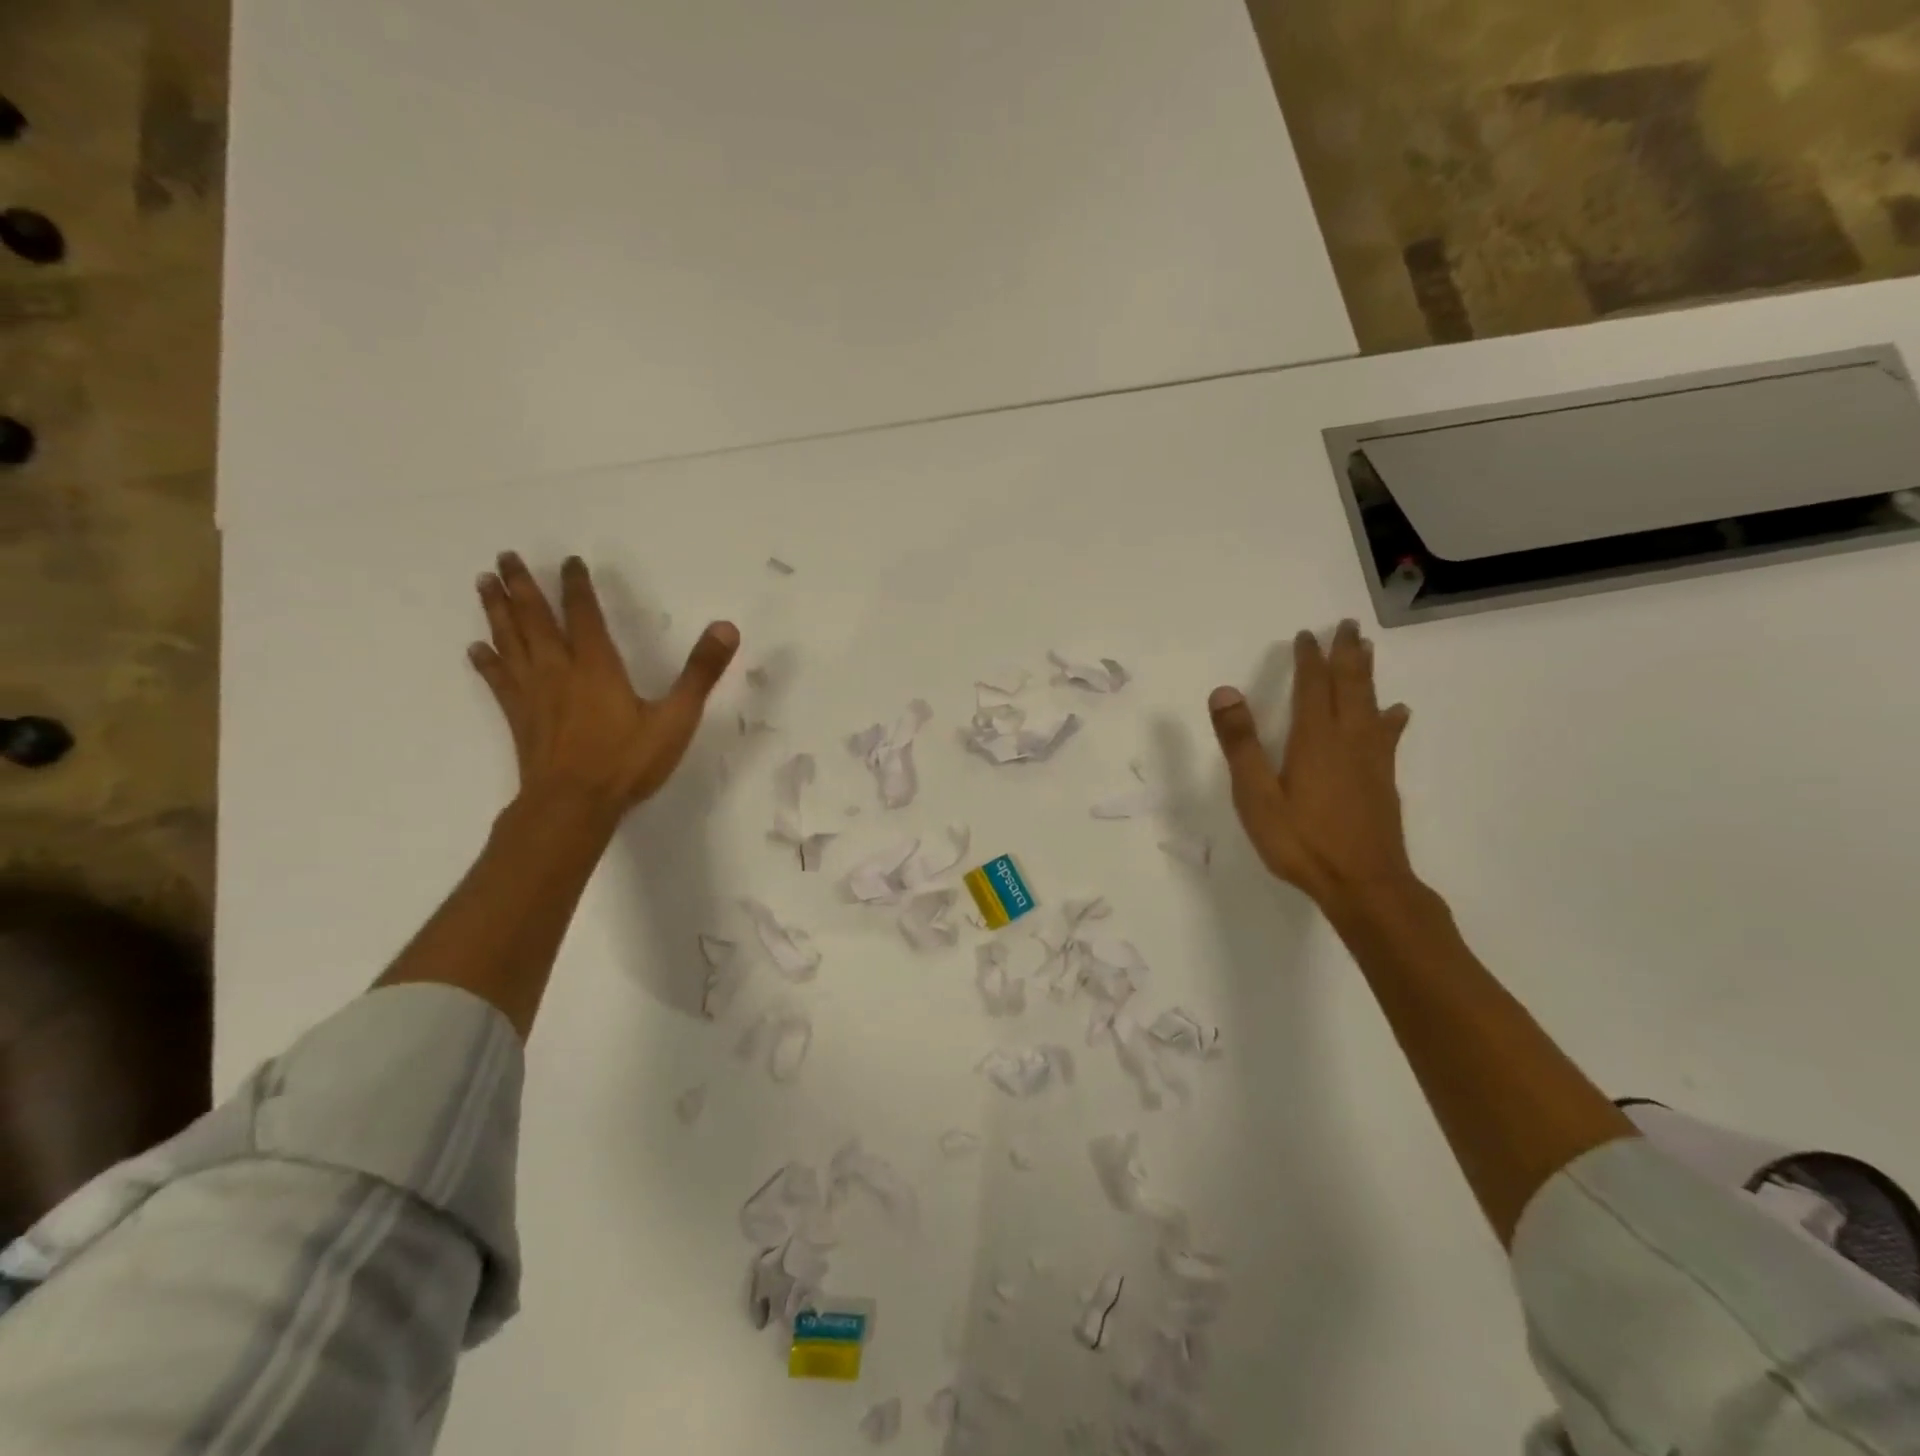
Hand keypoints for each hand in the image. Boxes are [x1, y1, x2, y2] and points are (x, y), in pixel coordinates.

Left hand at [470, 553, 738, 816]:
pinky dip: (487, 661)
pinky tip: (476, 648)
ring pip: (511, 641)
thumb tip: (726, 627)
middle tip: (506, 555)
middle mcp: (559, 670)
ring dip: (498, 610)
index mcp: (597, 665)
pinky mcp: (519, 717)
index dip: (577, 585)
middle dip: (523, 586)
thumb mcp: (676, 717)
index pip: (584, 614)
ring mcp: (534, 694)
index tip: (569, 560)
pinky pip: (498, 680)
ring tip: (485, 582)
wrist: (572, 804)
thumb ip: (700, 672)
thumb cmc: (627, 761)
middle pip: (536, 619)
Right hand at [1209, 619, 1413, 911]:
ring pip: (1371, 705)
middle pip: (1349, 687)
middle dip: (1346, 655)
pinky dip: (1390, 717)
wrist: (1363, 885)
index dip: (1309, 659)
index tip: (1306, 635)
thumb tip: (1225, 691)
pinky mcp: (1382, 781)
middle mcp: (1348, 740)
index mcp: (1314, 740)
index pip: (1312, 686)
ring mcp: (1371, 760)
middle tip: (1348, 626)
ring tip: (1368, 651)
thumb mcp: (1256, 796)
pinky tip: (1396, 713)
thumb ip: (1241, 743)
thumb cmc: (1301, 842)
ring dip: (1367, 675)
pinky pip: (1387, 735)